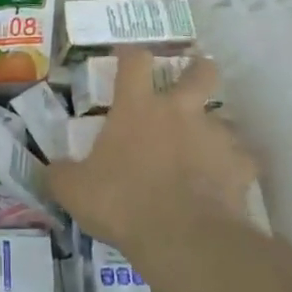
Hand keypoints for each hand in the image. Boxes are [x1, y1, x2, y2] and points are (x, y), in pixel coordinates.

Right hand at [45, 49, 260, 258]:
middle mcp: (179, 111)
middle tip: (194, 75)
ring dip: (215, 130)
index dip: (130, 54)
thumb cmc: (122, 203)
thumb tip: (49, 169)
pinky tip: (226, 184)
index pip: (135, 61)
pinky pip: (241, 161)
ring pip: (224, 119)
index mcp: (137, 107)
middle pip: (200, 72)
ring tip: (207, 149)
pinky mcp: (241, 167)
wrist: (183, 238)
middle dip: (198, 69)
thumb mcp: (75, 190)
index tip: (126, 54)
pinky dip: (235, 168)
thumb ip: (61, 174)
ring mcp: (215, 136)